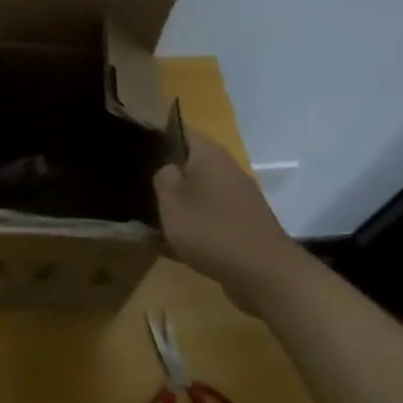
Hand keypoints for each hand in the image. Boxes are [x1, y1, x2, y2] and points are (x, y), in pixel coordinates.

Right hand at [153, 133, 302, 306]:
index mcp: (210, 154)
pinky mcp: (244, 224)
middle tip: (141, 188)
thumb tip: (168, 169)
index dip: (159, 135)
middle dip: (168, 174)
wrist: (264, 272)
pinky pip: (211, 217)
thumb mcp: (171, 200)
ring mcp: (239, 198)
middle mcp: (227, 169)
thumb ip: (163, 177)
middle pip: (192, 163)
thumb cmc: (211, 228)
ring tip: (154, 219)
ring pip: (201, 192)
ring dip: (181, 204)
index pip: (182, 130)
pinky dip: (195, 226)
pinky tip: (177, 245)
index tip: (139, 150)